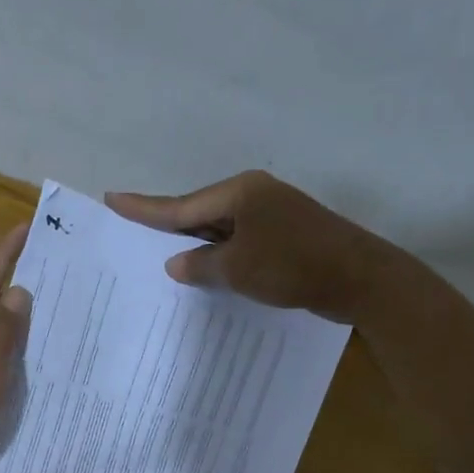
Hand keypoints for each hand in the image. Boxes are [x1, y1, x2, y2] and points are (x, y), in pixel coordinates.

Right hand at [106, 171, 397, 322]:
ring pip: (220, 230)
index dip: (144, 207)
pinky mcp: (285, 237)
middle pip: (199, 213)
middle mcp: (254, 196)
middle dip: (167, 227)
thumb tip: (176, 264)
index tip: (112, 198)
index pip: (180, 205)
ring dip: (195, 245)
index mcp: (239, 193)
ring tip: (160, 256)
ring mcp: (272, 215)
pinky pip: (239, 244)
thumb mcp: (237, 269)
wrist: (360, 279)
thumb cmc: (293, 266)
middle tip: (131, 230)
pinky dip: (221, 257)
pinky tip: (206, 272)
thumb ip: (200, 265)